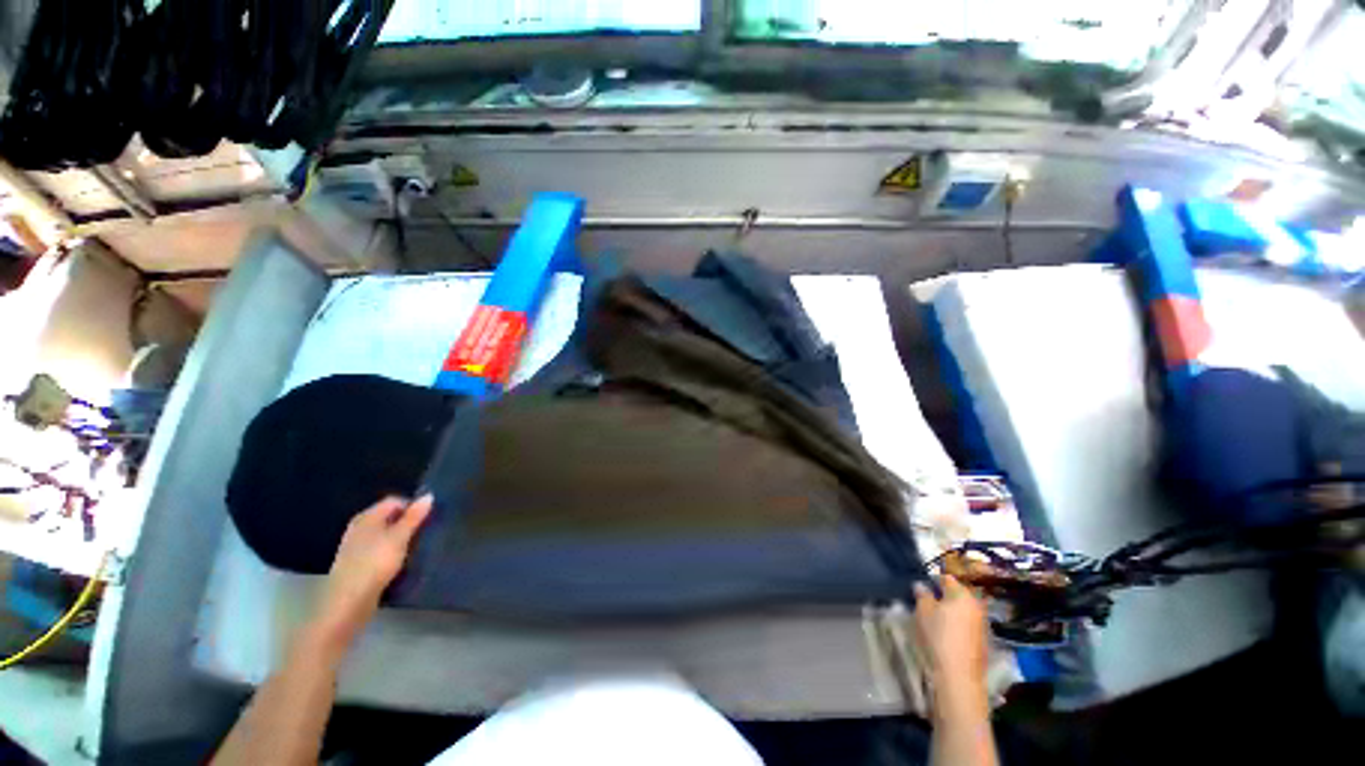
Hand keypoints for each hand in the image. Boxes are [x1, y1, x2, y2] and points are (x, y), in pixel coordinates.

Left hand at [305, 495, 432, 653]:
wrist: (347, 604)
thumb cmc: (374, 564)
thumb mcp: (399, 538)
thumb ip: (414, 517)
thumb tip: (429, 496)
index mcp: (367, 517)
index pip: (394, 501)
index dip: (413, 506)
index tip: (428, 519)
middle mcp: (359, 528)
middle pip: (389, 517)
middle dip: (408, 523)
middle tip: (425, 533)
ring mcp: (356, 547)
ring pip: (385, 535)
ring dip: (401, 539)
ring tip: (416, 548)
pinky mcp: (358, 564)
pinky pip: (379, 550)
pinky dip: (391, 552)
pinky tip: (401, 562)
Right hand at [912, 575, 989, 702]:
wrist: (959, 675)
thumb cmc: (939, 637)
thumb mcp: (923, 611)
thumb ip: (922, 595)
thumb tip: (921, 586)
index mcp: (961, 594)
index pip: (946, 578)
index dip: (932, 580)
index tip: (921, 588)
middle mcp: (976, 605)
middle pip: (957, 594)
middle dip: (943, 596)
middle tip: (926, 603)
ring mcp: (982, 623)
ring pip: (963, 610)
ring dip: (951, 611)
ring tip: (936, 620)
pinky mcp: (983, 640)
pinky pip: (968, 624)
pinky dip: (958, 625)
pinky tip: (947, 635)